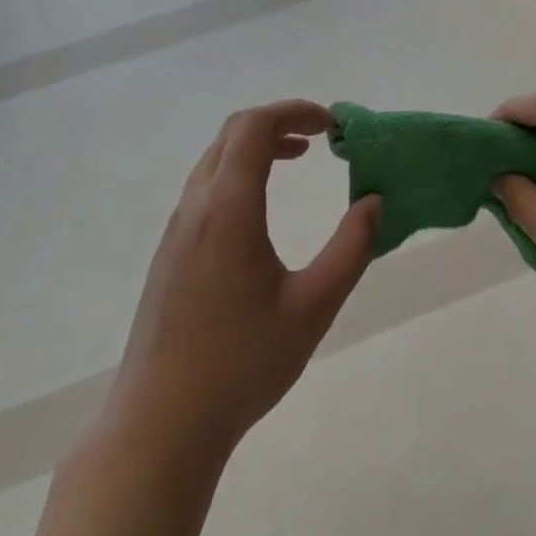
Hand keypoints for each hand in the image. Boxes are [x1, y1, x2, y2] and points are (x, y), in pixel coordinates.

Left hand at [104, 101, 379, 466]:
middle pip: (232, 134)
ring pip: (214, 160)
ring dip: (256, 147)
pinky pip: (204, 188)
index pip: (255, 127)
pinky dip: (238, 173)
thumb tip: (375, 203)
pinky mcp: (169, 254)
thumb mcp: (314, 305)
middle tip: (320, 138)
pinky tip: (260, 211)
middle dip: (278, 122)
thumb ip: (351, 248)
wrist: (160, 424)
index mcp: (228, 208)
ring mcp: (176, 230)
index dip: (296, 111)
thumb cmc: (243, 363)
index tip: (333, 125)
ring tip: (297, 160)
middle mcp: (196, 207)